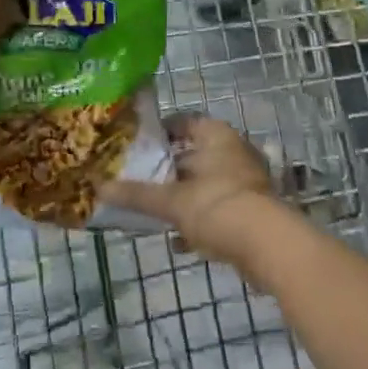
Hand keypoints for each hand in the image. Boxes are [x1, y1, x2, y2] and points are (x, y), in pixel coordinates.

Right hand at [100, 115, 281, 267]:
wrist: (269, 247)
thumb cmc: (217, 206)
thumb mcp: (171, 201)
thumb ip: (137, 195)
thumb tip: (98, 187)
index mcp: (215, 135)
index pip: (183, 121)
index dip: (159, 131)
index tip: (136, 145)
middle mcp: (234, 150)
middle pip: (193, 153)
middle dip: (168, 168)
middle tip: (140, 179)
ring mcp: (246, 180)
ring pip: (205, 183)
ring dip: (184, 197)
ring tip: (155, 211)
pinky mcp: (253, 210)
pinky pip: (218, 208)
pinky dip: (200, 220)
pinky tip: (180, 241)